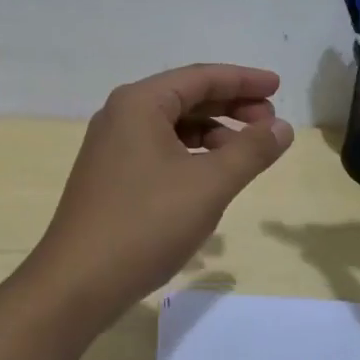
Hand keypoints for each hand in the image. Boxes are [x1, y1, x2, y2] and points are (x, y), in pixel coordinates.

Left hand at [22, 64, 293, 329]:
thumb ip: (250, 151)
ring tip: (247, 153)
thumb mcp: (209, 185)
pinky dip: (191, 154)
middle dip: (231, 106)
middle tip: (271, 122)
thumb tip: (282, 127)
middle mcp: (122, 114)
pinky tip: (212, 176)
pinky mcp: (111, 174)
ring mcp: (112, 146)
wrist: (78, 282)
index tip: (278, 87)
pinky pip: (160, 149)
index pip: (201, 77)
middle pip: (186, 97)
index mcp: (140, 103)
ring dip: (213, 132)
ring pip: (173, 126)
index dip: (244, 80)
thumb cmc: (146, 223)